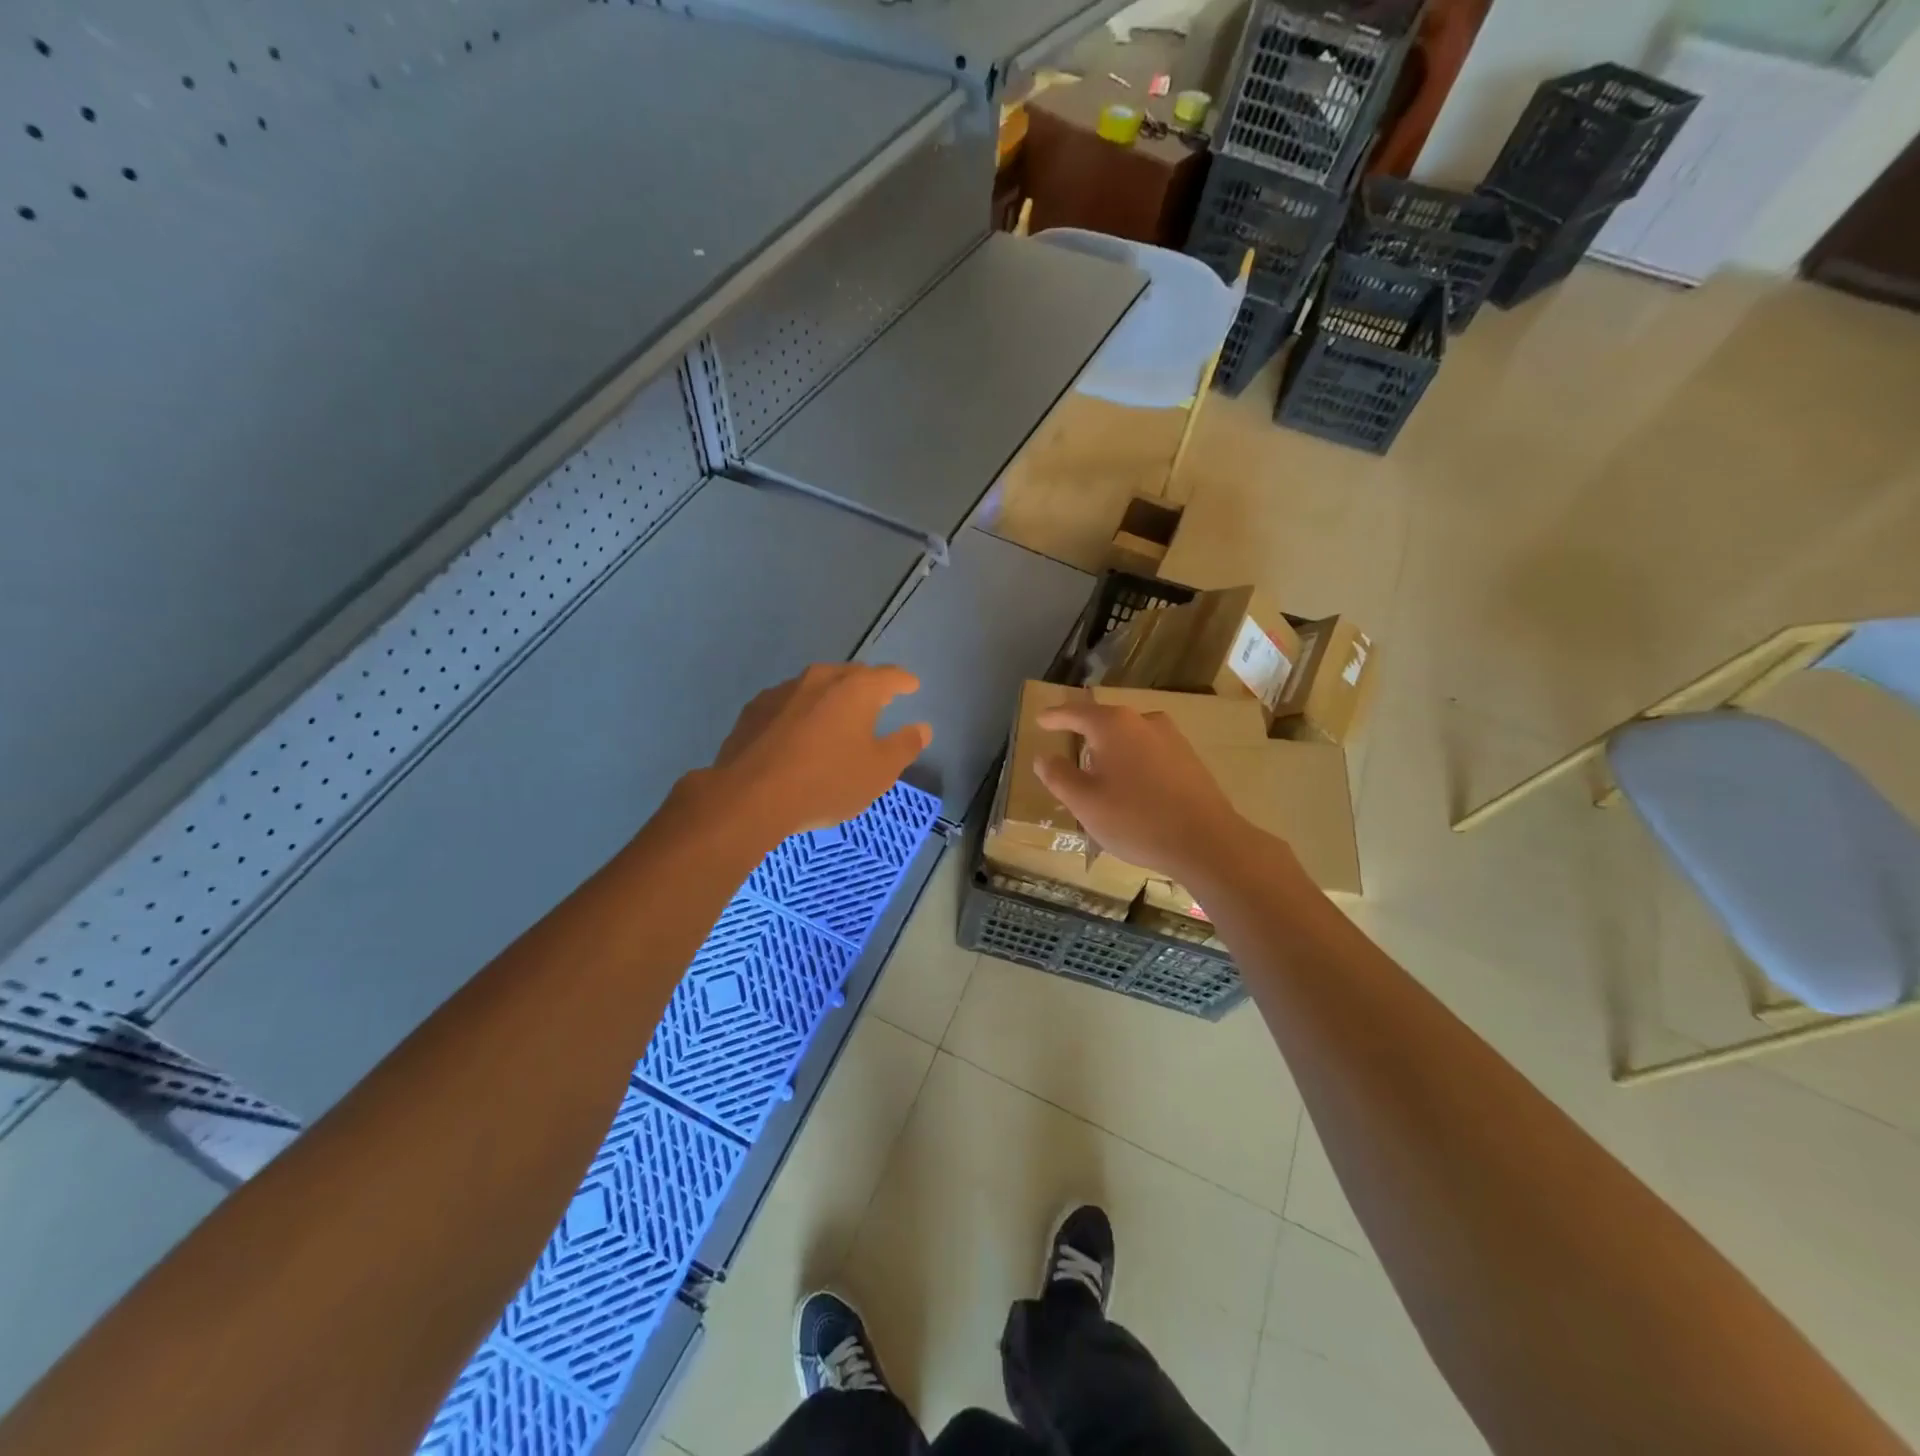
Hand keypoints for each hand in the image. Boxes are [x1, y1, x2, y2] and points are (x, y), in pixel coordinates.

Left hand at [700, 664, 931, 842]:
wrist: (749, 797)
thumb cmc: (826, 782)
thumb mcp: (879, 772)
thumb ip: (904, 746)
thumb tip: (922, 728)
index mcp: (856, 689)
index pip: (889, 675)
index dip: (904, 681)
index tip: (912, 686)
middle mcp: (820, 678)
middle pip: (851, 676)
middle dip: (868, 686)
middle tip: (878, 702)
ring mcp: (783, 691)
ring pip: (816, 687)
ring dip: (831, 699)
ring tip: (837, 720)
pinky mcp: (754, 709)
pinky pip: (789, 704)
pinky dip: (801, 714)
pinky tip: (799, 735)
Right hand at [1033, 702, 1245, 883]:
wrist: (1206, 841)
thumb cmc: (1136, 819)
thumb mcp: (1085, 802)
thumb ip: (1059, 776)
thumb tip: (1044, 757)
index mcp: (1113, 725)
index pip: (1076, 713)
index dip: (1055, 717)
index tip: (1041, 719)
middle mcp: (1143, 721)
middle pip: (1105, 722)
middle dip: (1084, 735)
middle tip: (1067, 749)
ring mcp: (1171, 738)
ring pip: (1129, 737)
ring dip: (1111, 750)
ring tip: (1098, 772)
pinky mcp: (1189, 758)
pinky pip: (1149, 752)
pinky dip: (1132, 762)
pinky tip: (1131, 786)